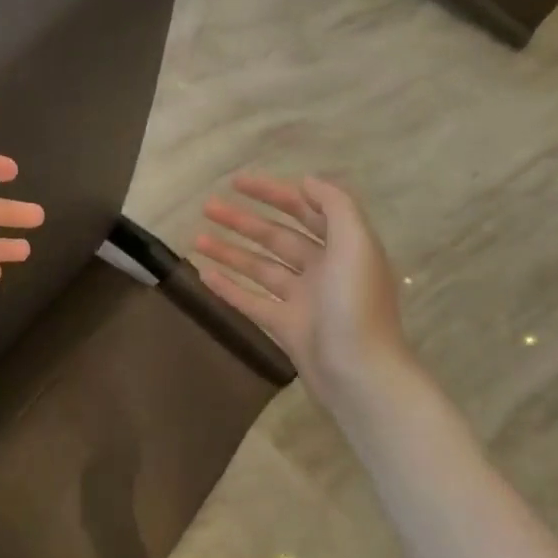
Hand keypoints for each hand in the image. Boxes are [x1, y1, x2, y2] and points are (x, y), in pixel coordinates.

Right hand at [195, 174, 415, 398]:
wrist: (361, 375)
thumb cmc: (356, 305)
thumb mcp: (356, 244)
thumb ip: (336, 206)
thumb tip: (307, 181)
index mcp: (344, 247)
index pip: (305, 209)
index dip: (273, 193)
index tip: (238, 182)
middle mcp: (324, 269)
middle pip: (277, 237)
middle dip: (244, 220)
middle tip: (208, 206)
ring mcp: (304, 300)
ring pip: (261, 268)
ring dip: (230, 251)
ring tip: (196, 239)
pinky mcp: (287, 328)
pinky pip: (253, 301)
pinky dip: (230, 288)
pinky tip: (204, 275)